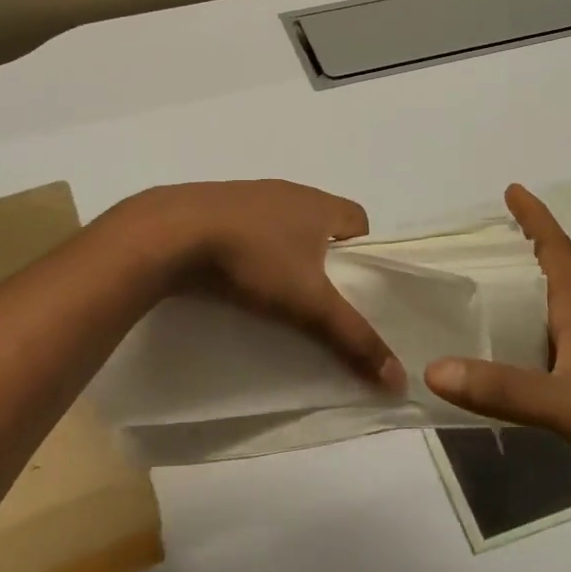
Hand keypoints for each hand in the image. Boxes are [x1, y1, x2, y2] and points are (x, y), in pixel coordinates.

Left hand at [114, 181, 405, 391]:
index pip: (359, 220)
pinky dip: (249, 250)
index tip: (354, 290)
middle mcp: (287, 191)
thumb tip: (400, 379)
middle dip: (324, 260)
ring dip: (284, 254)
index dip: (365, 254)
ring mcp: (247, 195)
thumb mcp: (309, 304)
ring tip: (276, 293)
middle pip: (321, 224)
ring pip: (281, 226)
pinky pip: (246, 228)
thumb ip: (354, 338)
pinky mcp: (213, 206)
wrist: (170, 234)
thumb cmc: (253, 259)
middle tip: (318, 299)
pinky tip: (236, 278)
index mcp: (318, 203)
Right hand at [426, 184, 570, 546]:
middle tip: (459, 254)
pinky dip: (501, 368)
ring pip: (530, 333)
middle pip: (538, 288)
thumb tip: (432, 369)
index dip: (535, 219)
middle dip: (505, 265)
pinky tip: (475, 379)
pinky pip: (529, 375)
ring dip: (498, 318)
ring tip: (454, 309)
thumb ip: (505, 389)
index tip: (512, 189)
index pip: (556, 253)